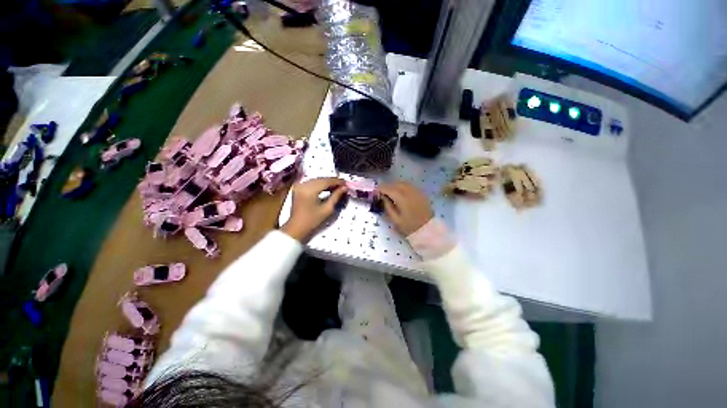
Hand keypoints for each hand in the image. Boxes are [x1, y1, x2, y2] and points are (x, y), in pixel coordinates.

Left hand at [281, 177, 346, 242]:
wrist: (296, 227)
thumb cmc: (312, 220)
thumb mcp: (327, 209)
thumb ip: (336, 196)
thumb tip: (344, 187)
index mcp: (309, 190)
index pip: (326, 181)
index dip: (337, 181)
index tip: (346, 182)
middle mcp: (303, 184)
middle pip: (321, 179)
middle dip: (332, 181)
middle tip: (343, 184)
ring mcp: (299, 185)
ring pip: (317, 179)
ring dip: (327, 182)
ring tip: (337, 186)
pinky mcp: (298, 187)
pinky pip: (311, 182)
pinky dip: (320, 184)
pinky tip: (327, 187)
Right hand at [378, 181, 433, 235]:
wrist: (427, 230)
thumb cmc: (409, 227)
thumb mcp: (395, 220)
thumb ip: (387, 207)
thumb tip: (382, 197)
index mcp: (402, 199)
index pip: (389, 189)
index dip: (380, 189)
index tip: (375, 192)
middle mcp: (410, 192)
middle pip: (396, 184)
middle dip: (387, 186)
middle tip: (381, 191)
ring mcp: (417, 192)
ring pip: (403, 183)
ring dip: (394, 185)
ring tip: (389, 191)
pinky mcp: (421, 193)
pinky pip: (410, 185)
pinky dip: (402, 186)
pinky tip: (400, 192)